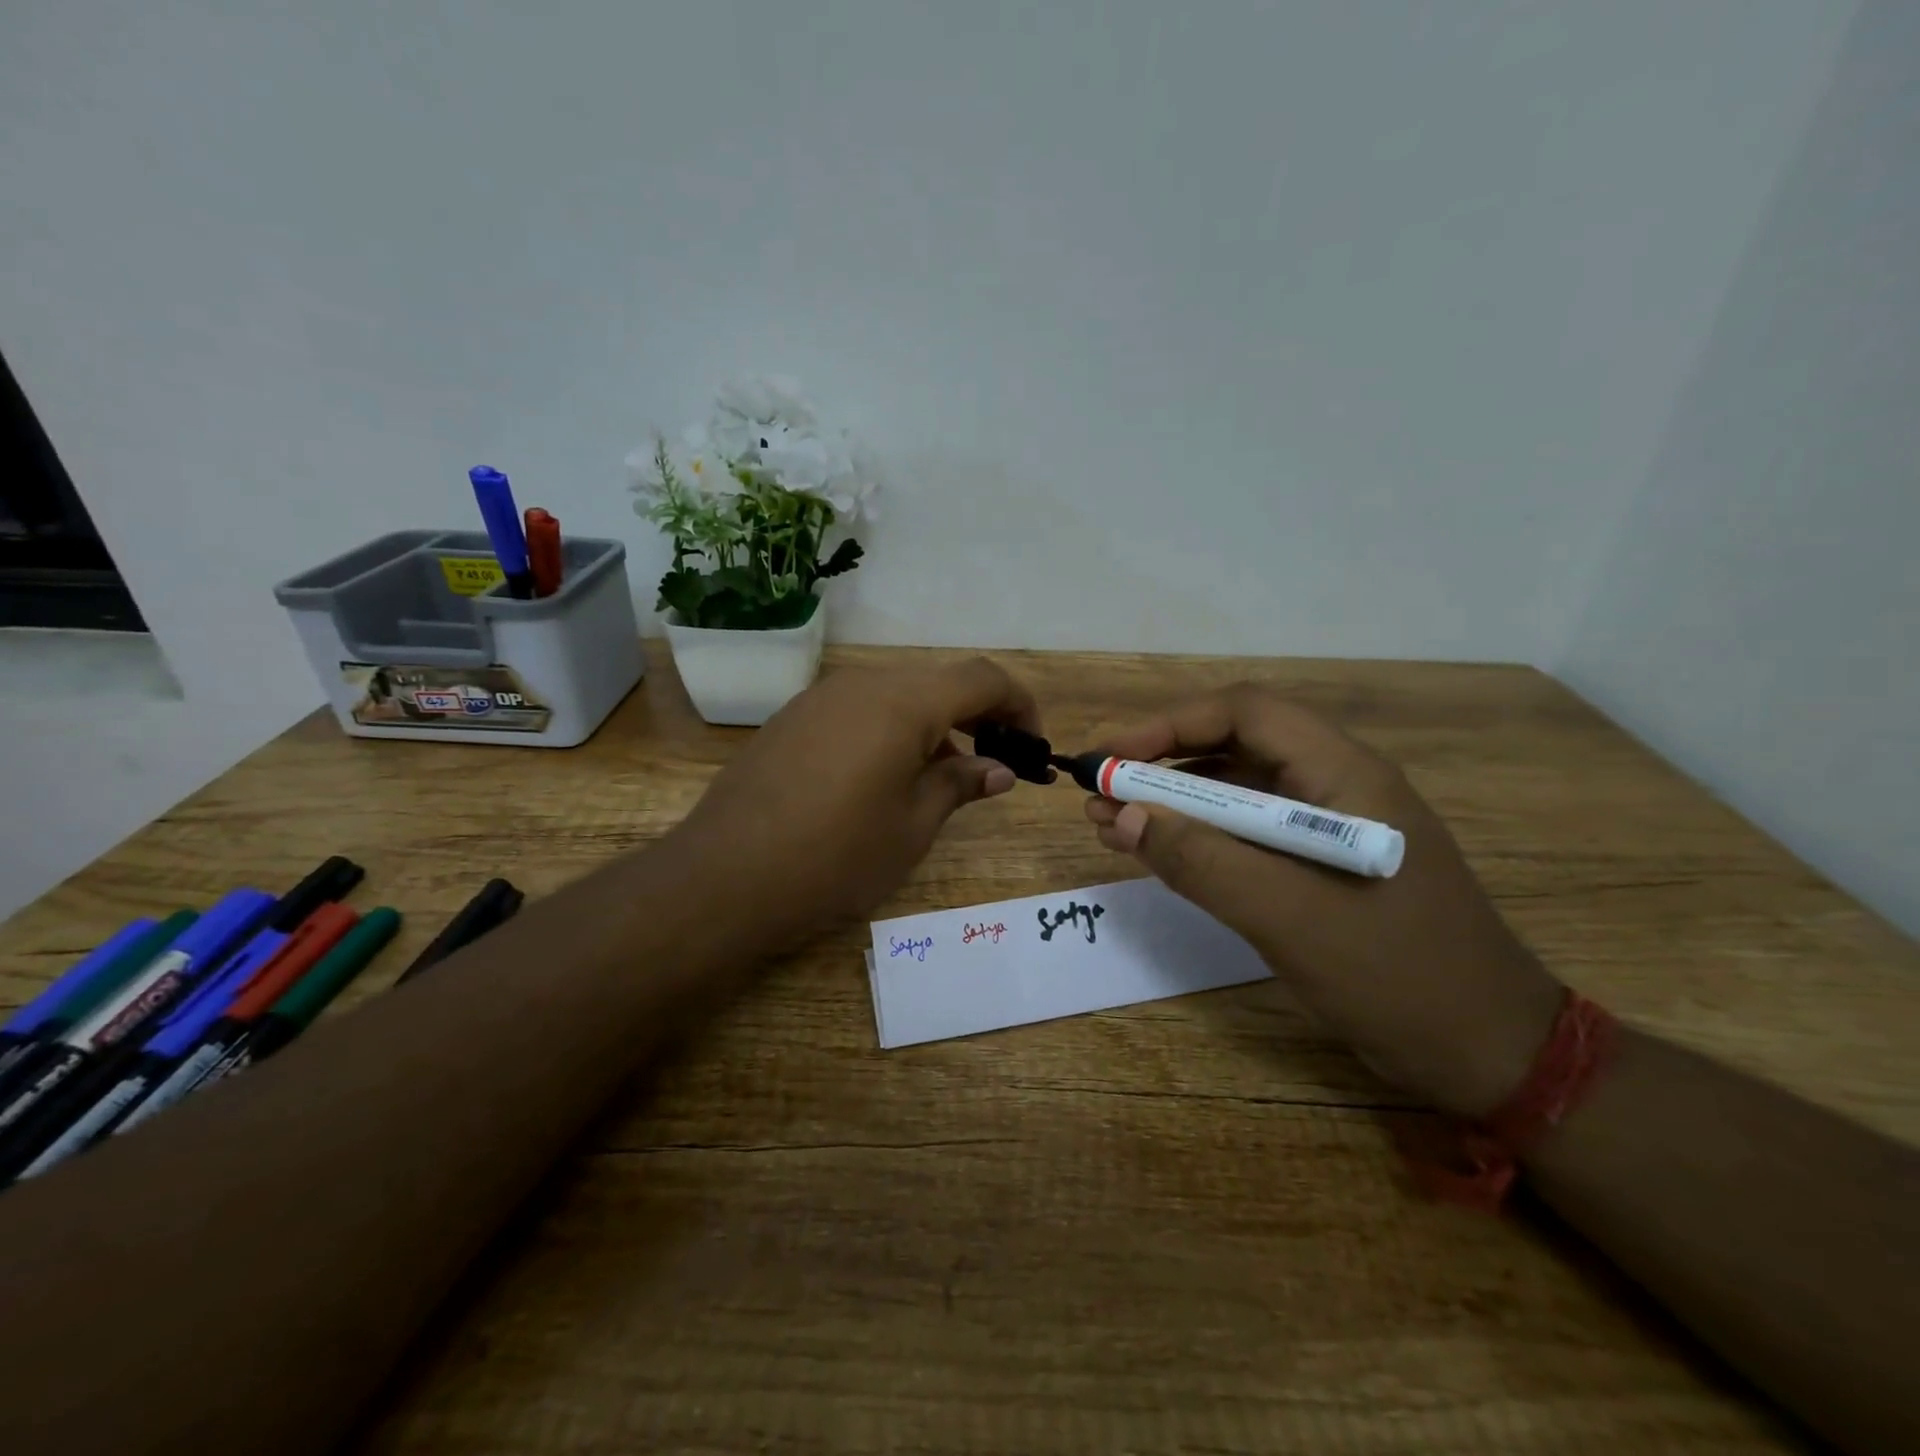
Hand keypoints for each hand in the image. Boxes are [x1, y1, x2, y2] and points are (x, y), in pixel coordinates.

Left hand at [674, 657, 1037, 946]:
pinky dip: (891, 731)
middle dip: (978, 716)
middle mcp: (863, 685)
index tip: (1032, 744)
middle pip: (938, 683)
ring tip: (942, 780)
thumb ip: (960, 785)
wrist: (725, 876)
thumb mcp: (912, 826)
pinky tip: (885, 779)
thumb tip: (998, 769)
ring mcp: (821, 698)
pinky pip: (860, 710)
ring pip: (897, 695)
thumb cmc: (836, 856)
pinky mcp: (793, 718)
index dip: (1018, 704)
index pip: (982, 678)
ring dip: (933, 726)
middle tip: (994, 765)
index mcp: (903, 703)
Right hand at [1086, 686, 1564, 1118]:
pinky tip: (1160, 851)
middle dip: (1161, 764)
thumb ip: (1201, 861)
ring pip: (1238, 790)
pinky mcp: (1322, 863)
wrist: (1492, 1055)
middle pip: (1236, 746)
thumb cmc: (1397, 977)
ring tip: (1111, 823)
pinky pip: (1249, 831)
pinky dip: (1200, 836)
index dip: (1168, 725)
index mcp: (1345, 775)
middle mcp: (1338, 784)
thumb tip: (1119, 814)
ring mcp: (1331, 824)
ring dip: (1174, 800)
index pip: (1245, 713)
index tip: (1110, 758)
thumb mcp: (1287, 918)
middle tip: (1098, 793)